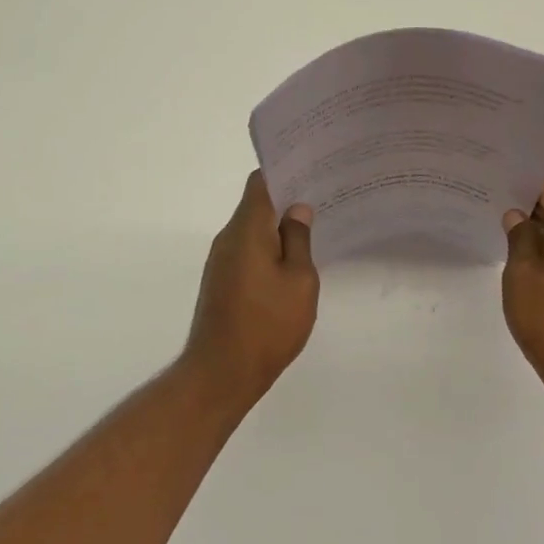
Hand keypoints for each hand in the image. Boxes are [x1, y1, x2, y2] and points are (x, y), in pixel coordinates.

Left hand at [183, 171, 319, 401]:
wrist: (221, 373)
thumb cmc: (267, 324)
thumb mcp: (299, 281)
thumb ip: (298, 240)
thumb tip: (297, 209)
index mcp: (246, 229)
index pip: (260, 183)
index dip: (284, 171)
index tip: (311, 169)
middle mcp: (228, 238)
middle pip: (255, 204)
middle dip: (286, 199)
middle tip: (322, 198)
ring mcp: (221, 261)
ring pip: (252, 230)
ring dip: (277, 227)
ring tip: (313, 228)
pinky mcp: (221, 282)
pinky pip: (246, 252)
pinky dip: (268, 249)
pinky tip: (291, 262)